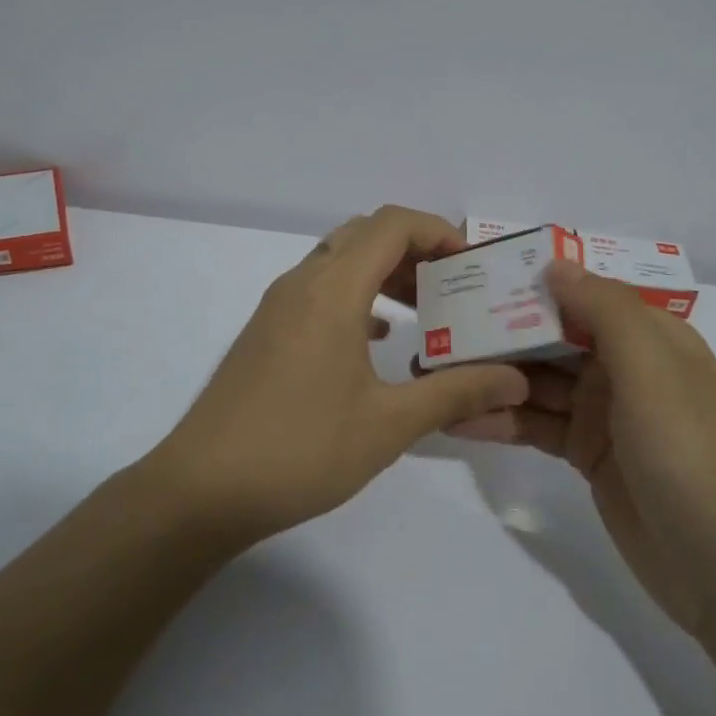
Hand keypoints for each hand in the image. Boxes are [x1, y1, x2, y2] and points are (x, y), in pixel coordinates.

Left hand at [147, 206, 530, 545]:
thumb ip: (456, 393)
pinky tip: (377, 340)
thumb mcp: (389, 425)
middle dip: (413, 249)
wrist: (201, 490)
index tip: (469, 264)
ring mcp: (277, 307)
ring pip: (338, 260)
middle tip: (450, 286)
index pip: (390, 225)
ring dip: (382, 272)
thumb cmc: (300, 450)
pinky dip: (355, 297)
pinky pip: (318, 290)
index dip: (436, 231)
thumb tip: (514, 380)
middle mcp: (301, 284)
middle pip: (364, 234)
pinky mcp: (265, 332)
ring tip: (422, 311)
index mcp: (332, 291)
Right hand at [450, 259, 715, 636]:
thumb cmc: (689, 452)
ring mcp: (605, 413)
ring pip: (539, 382)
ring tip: (434, 371)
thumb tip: (555, 265)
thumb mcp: (652, 370)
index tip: (479, 274)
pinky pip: (536, 425)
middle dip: (502, 330)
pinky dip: (502, 420)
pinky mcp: (587, 455)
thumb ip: (603, 311)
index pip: (584, 294)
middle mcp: (626, 367)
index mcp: (650, 337)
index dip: (535, 282)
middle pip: (554, 337)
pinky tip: (458, 420)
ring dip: (493, 376)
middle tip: (440, 325)